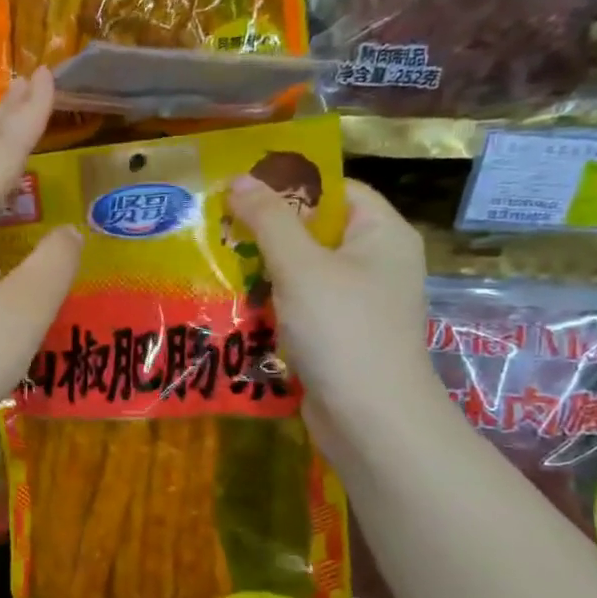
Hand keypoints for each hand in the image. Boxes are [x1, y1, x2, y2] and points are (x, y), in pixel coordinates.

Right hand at [224, 174, 442, 441]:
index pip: (336, 191)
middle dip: (265, 232)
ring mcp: (356, 304)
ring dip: (260, 272)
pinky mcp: (337, 337)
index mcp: (382, 235)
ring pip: (301, 273)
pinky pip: (298, 308)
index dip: (290, 185)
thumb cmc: (343, 330)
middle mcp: (375, 264)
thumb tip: (239, 179)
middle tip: (216, 227)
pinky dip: (269, 305)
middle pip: (314, 232)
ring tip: (214, 264)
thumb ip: (268, 220)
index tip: (240, 189)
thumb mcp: (301, 266)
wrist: (369, 418)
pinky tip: (231, 306)